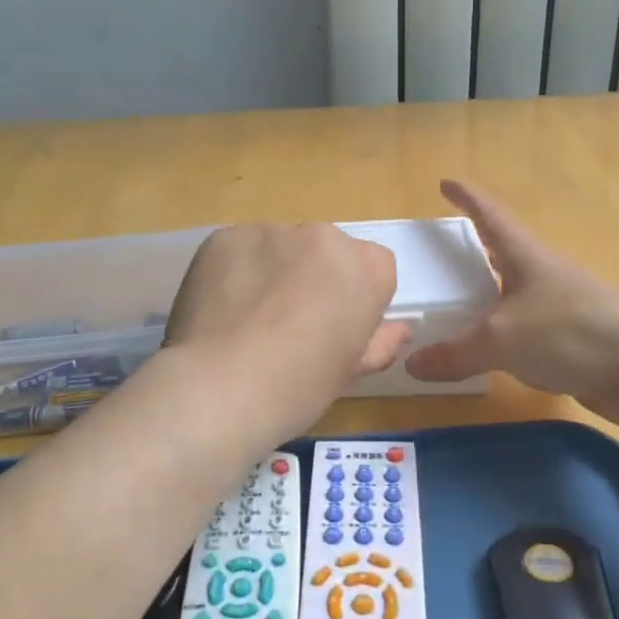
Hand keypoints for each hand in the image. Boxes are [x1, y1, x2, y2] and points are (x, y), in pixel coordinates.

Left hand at [164, 222, 410, 431]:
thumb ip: (380, 342)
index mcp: (365, 267)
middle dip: (314, 277)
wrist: (219, 387)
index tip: (336, 328)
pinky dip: (235, 271)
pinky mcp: (224, 236)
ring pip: (280, 247)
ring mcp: (269, 231)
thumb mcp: (351, 372)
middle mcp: (322, 236)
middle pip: (326, 251)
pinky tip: (221, 309)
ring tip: (248, 319)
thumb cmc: (298, 387)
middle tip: (289, 324)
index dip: (357, 298)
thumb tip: (398, 329)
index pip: (375, 267)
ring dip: (273, 271)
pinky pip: (240, 250)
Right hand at [404, 180, 618, 422]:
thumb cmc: (569, 333)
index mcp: (526, 256)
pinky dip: (508, 334)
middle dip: (479, 249)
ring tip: (462, 306)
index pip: (490, 216)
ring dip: (493, 295)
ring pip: (518, 294)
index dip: (467, 198)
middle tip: (447, 253)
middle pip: (506, 253)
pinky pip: (530, 330)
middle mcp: (545, 275)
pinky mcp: (577, 340)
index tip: (446, 182)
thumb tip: (412, 365)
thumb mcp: (501, 340)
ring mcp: (565, 307)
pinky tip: (494, 353)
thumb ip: (455, 353)